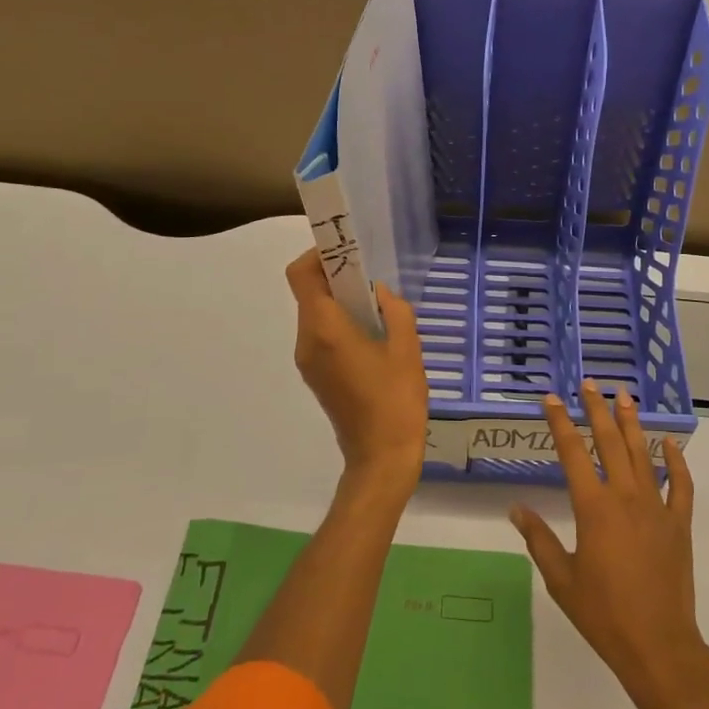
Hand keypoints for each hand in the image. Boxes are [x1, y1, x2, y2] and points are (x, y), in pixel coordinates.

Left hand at [286, 248, 429, 500]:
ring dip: (339, 302)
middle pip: (308, 293)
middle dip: (335, 277)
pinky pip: (321, 336)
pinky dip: (339, 323)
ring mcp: (308, 361)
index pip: (301, 275)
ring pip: (315, 315)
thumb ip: (394, 310)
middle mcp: (307, 341)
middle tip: (370, 276)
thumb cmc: (396, 400)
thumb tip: (379, 293)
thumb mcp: (407, 349)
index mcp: (325, 329)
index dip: (318, 255)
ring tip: (377, 307)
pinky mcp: (316, 376)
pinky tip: (372, 335)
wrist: (381, 457)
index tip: (347, 251)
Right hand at [509, 381, 708, 708]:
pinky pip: (680, 485)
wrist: (658, 645)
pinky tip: (669, 444)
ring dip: (631, 423)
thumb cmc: (603, 614)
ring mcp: (656, 507)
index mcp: (593, 507)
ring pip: (642, 454)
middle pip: (608, 442)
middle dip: (597, 409)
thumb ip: (539, 539)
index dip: (560, 422)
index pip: (572, 452)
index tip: (551, 399)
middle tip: (590, 384)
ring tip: (624, 396)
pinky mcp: (679, 523)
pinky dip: (676, 462)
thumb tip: (516, 509)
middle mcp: (625, 496)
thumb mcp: (561, 579)